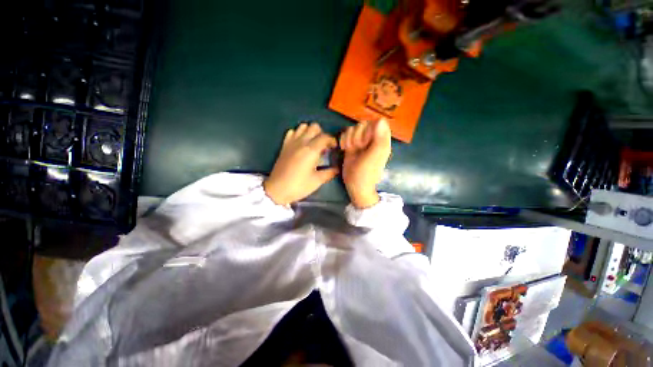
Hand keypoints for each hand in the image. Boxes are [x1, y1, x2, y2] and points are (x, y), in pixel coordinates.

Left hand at [264, 122, 338, 204]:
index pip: (325, 137)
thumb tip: (337, 168)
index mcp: (311, 150)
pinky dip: (298, 133)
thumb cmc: (299, 186)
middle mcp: (301, 142)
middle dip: (322, 134)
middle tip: (324, 146)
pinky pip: (292, 132)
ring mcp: (291, 142)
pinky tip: (300, 143)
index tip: (335, 148)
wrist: (277, 190)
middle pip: (314, 127)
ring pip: (303, 126)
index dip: (332, 140)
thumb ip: (329, 172)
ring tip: (313, 143)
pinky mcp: (284, 145)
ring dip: (310, 132)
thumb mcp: (317, 181)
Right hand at [340, 119, 391, 207]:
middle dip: (357, 135)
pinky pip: (345, 133)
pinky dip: (343, 140)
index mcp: (382, 140)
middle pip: (363, 124)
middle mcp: (372, 138)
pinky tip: (344, 149)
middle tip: (358, 148)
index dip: (369, 130)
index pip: (377, 123)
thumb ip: (379, 139)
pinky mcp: (351, 144)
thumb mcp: (374, 157)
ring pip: (353, 128)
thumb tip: (380, 120)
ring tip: (350, 150)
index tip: (366, 143)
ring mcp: (360, 141)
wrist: (355, 184)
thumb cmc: (366, 173)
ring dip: (349, 138)